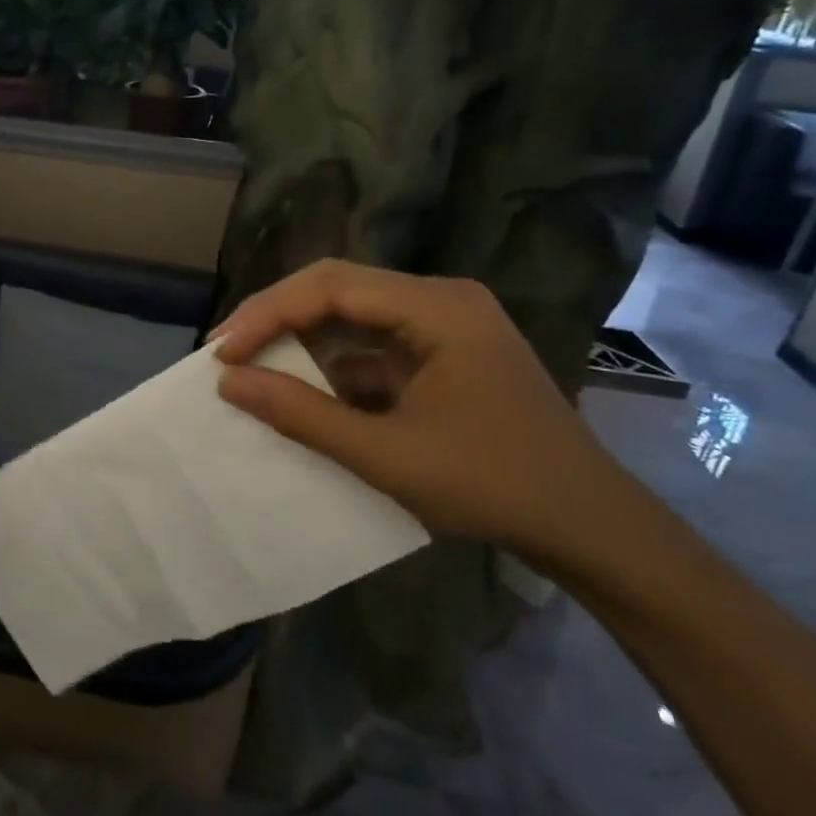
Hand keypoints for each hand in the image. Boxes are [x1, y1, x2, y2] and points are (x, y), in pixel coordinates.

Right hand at [212, 259, 636, 563]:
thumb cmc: (494, 486)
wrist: (592, 529)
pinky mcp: (442, 357)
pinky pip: (373, 349)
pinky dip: (334, 370)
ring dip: (303, 344)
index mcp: (437, 306)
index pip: (331, 286)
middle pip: (338, 291)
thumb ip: (303, 416)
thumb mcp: (387, 456)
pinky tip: (304, 396)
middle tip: (227, 354)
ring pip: (352, 318)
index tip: (223, 352)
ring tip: (253, 370)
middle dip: (278, 320)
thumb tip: (229, 382)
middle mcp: (440, 300)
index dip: (267, 313)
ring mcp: (444, 328)